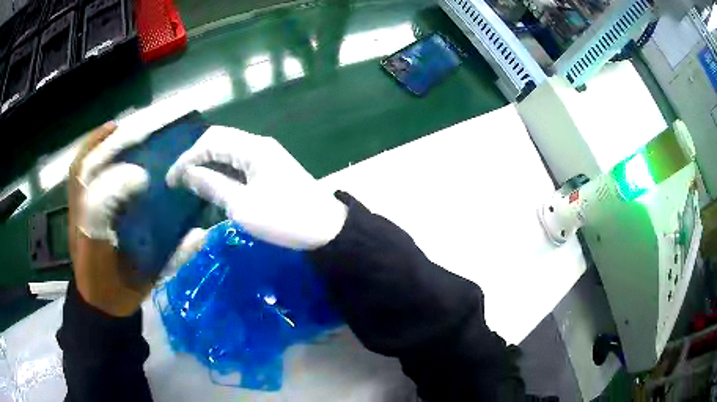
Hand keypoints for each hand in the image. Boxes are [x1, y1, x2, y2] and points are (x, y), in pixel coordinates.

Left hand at [68, 123, 205, 316]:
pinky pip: (75, 175)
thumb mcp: (148, 280)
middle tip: (133, 132)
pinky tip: (104, 138)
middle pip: (84, 180)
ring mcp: (75, 215)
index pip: (98, 212)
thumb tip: (200, 232)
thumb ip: (171, 259)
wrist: (97, 300)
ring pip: (78, 172)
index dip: (116, 189)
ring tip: (116, 128)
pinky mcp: (74, 210)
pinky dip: (86, 152)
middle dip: (106, 152)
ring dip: (95, 146)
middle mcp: (83, 224)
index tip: (140, 176)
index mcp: (98, 247)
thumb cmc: (121, 291)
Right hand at [166, 126, 347, 249]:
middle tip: (178, 180)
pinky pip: (240, 164)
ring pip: (229, 152)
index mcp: (252, 148)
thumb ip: (213, 186)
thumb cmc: (284, 219)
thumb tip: (188, 173)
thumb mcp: (242, 206)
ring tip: (190, 183)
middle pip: (219, 142)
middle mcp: (259, 145)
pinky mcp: (271, 169)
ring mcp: (267, 156)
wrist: (327, 230)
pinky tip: (214, 185)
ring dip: (208, 164)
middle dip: (195, 158)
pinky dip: (223, 172)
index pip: (210, 142)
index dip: (186, 159)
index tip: (170, 181)